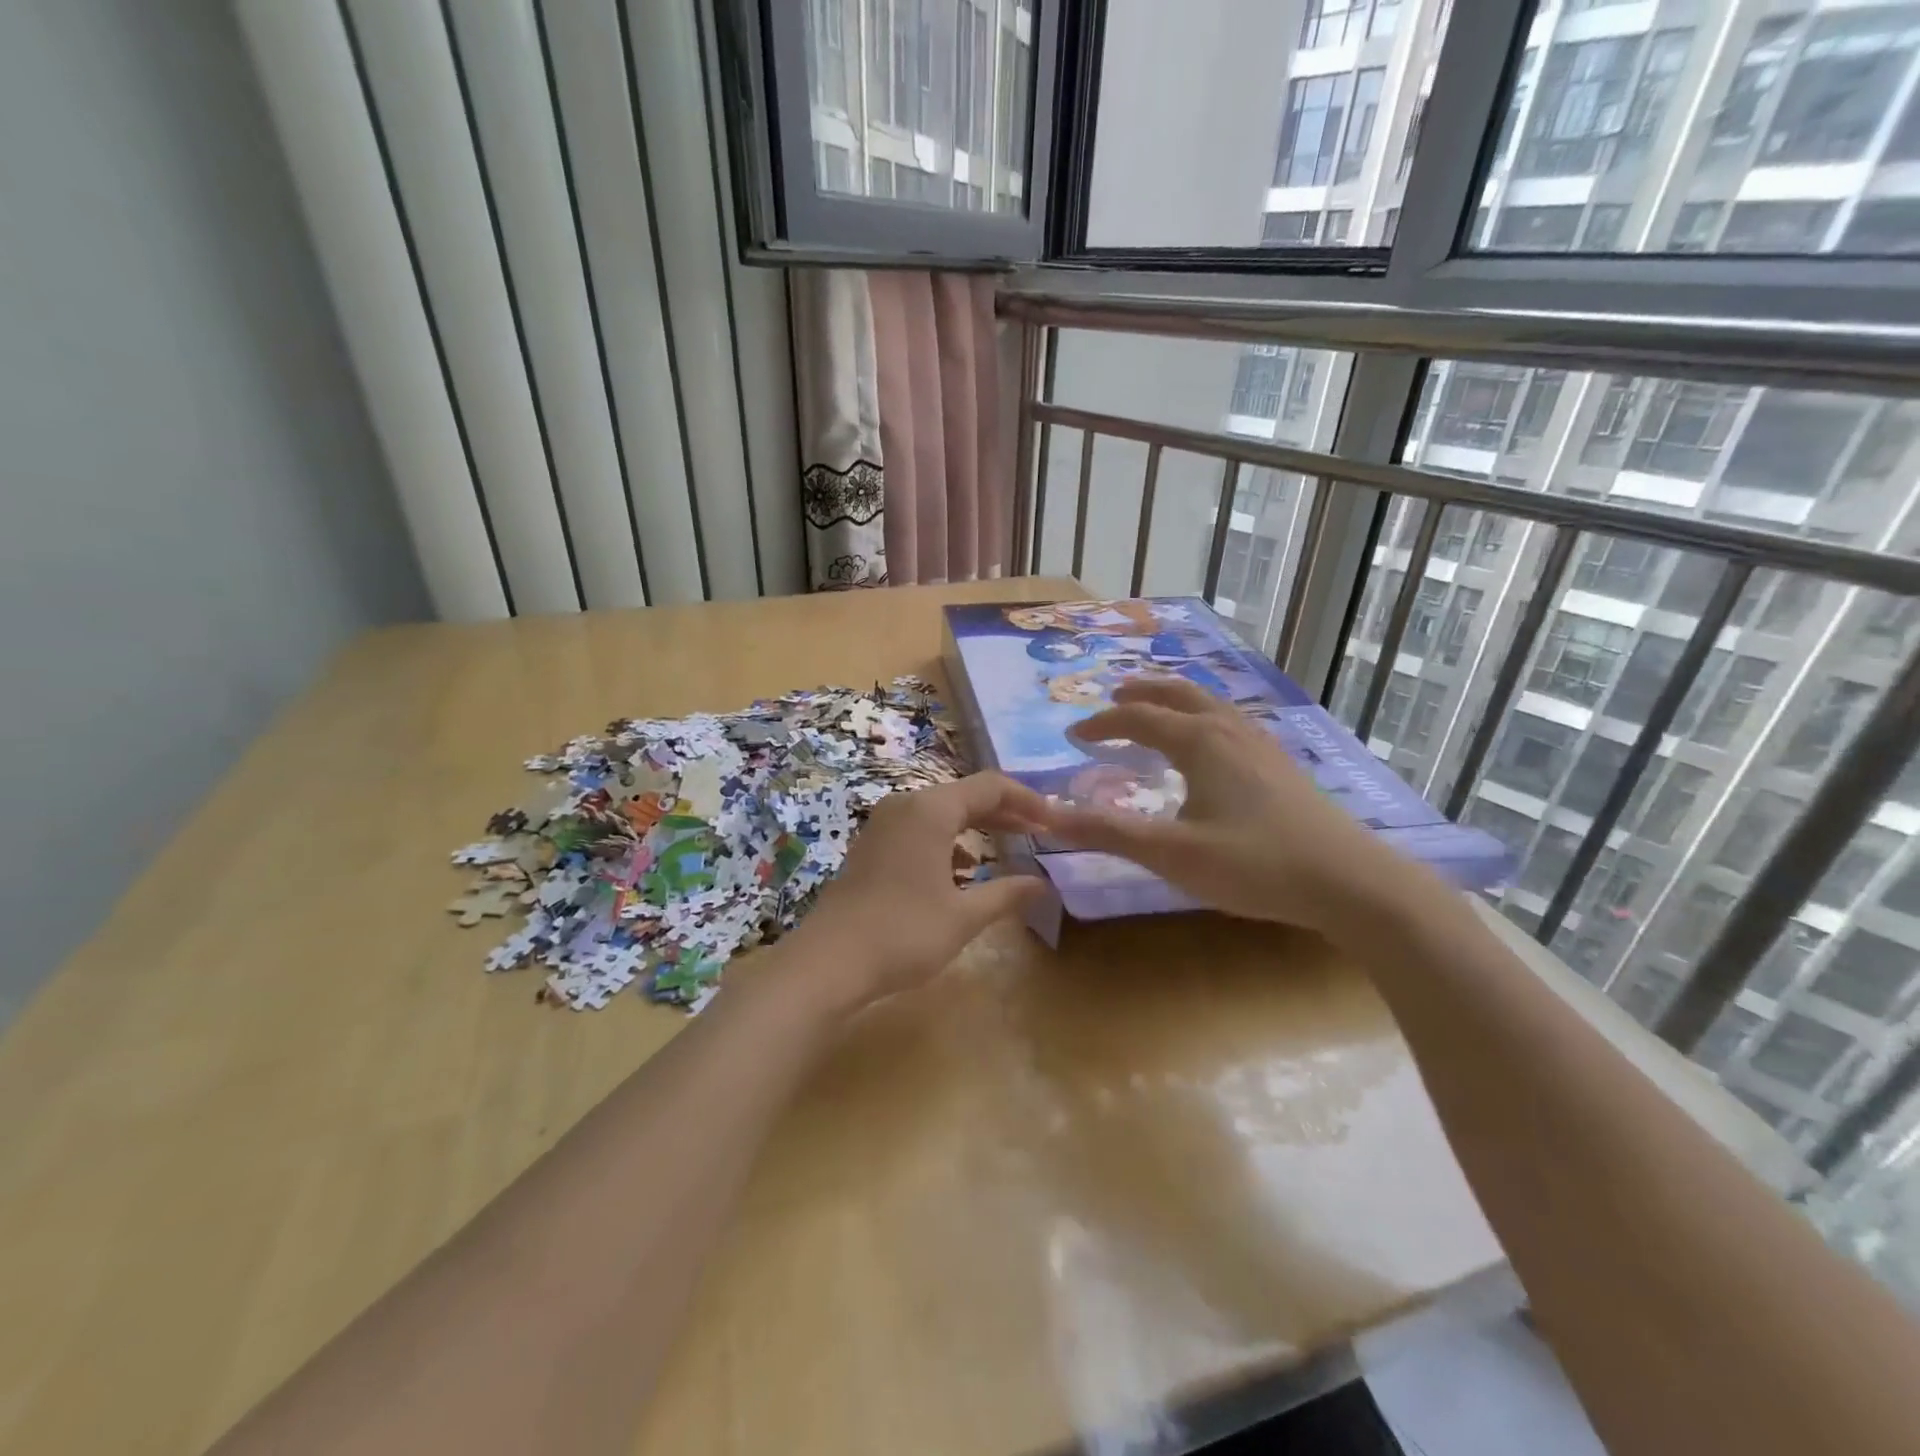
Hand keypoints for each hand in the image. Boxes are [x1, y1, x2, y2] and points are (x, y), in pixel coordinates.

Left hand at [786, 772, 1050, 1009]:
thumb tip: (1042, 884)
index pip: (990, 787)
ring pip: (941, 812)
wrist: (828, 961)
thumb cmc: (903, 933)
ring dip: (976, 825)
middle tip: (1038, 832)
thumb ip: (1006, 894)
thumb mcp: (963, 917)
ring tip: (1007, 847)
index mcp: (930, 810)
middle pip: (965, 795)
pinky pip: (919, 828)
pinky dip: (948, 840)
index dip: (1027, 800)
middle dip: (1004, 812)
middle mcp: (905, 806)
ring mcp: (883, 824)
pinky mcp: (871, 845)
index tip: (1053, 821)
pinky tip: (962, 870)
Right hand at [1038, 677, 1394, 935]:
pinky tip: (1212, 745)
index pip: (1138, 718)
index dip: (1102, 725)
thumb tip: (1048, 819)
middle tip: (1115, 695)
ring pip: (1210, 705)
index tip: (1073, 736)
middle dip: (1142, 692)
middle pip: (1178, 694)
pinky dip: (1204, 717)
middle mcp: (1229, 730)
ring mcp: (1262, 745)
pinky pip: (1231, 722)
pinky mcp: (1282, 765)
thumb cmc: (1255, 865)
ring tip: (1158, 709)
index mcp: (1200, 742)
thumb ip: (1108, 833)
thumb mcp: (1172, 853)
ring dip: (1175, 700)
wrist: (1351, 882)